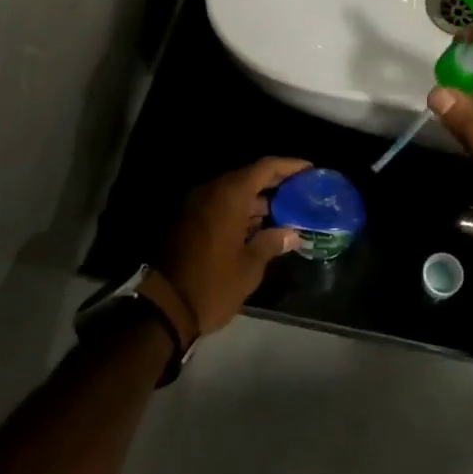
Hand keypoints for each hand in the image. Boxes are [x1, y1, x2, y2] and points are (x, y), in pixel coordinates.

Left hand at [159, 157, 306, 335]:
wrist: (163, 307)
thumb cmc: (212, 284)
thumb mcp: (249, 267)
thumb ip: (272, 243)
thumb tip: (293, 234)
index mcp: (229, 195)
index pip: (265, 167)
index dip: (289, 166)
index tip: (310, 170)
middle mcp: (212, 192)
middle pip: (249, 177)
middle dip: (275, 184)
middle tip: (300, 192)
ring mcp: (197, 206)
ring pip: (233, 193)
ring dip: (257, 200)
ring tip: (285, 213)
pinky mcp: (188, 222)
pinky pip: (220, 206)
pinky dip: (240, 212)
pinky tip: (258, 229)